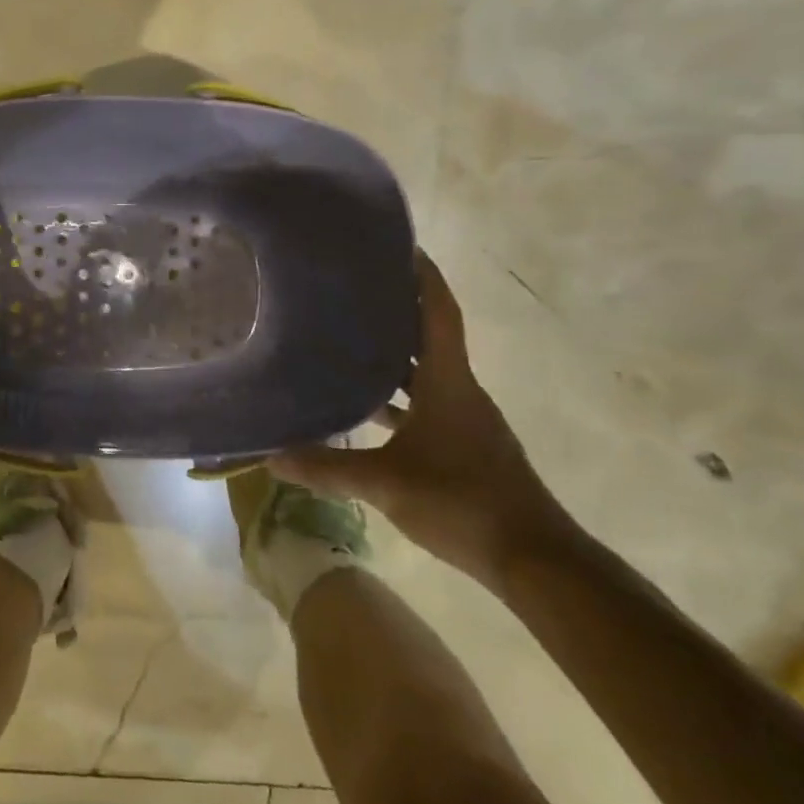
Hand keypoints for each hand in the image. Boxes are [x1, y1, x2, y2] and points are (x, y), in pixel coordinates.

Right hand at [272, 254, 577, 591]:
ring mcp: (463, 418)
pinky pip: (423, 404)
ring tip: (347, 336)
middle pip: (428, 335)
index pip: (439, 313)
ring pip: (424, 371)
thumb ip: (328, 468)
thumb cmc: (463, 503)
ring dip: (393, 354)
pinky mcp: (461, 443)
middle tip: (351, 288)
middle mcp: (459, 390)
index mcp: (450, 382)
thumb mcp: (387, 483)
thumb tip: (271, 457)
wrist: (532, 558)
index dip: (423, 276)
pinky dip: (395, 398)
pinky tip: (363, 408)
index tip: (399, 245)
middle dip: (396, 308)